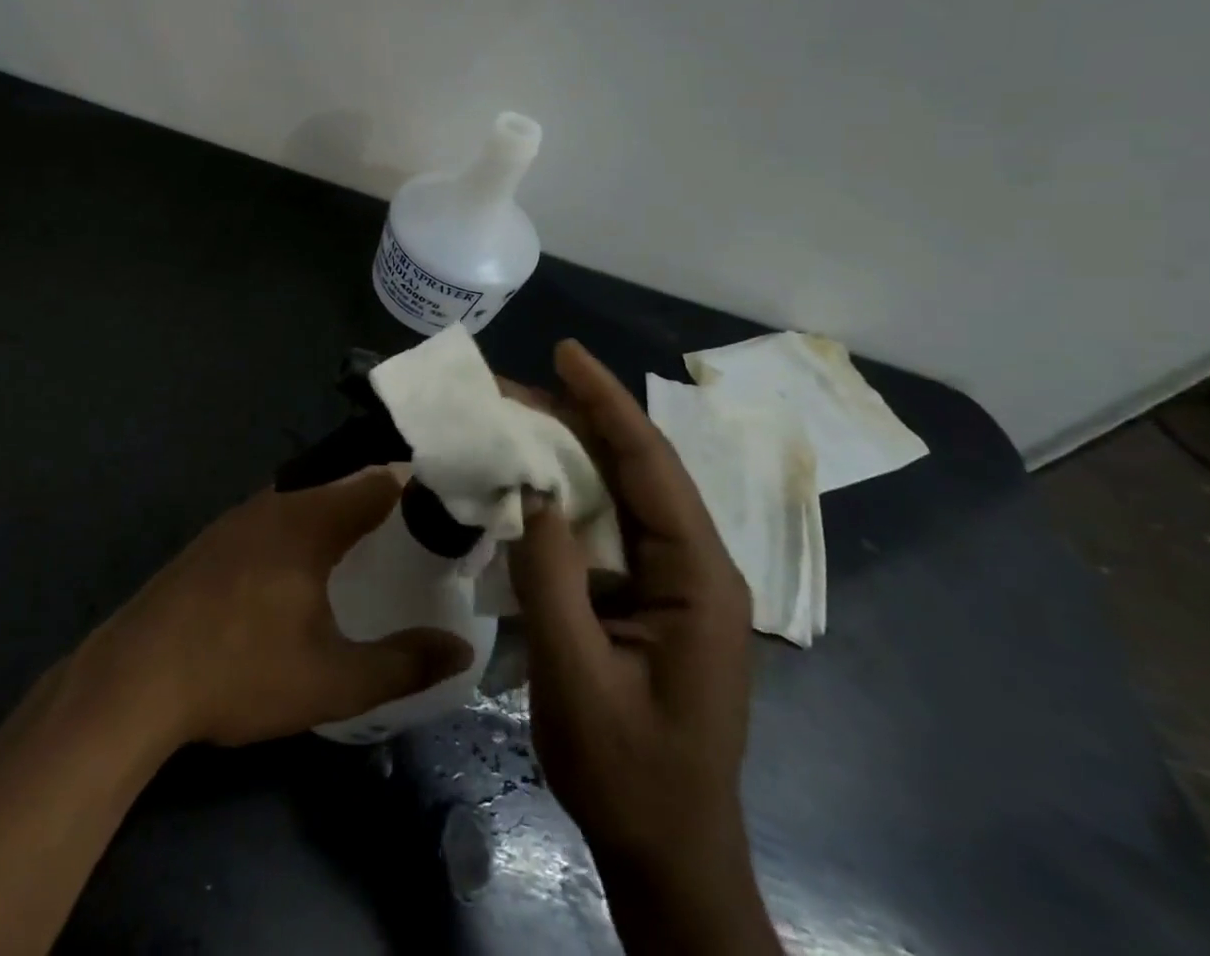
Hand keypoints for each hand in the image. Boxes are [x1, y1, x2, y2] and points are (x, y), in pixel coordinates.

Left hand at [88, 467, 474, 747]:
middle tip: (416, 533)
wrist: (135, 678)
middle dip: (381, 502)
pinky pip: (275, 515)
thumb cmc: (241, 672)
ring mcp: (238, 518)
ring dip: (339, 514)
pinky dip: (305, 526)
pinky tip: (305, 565)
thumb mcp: (331, 681)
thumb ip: (402, 664)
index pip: (378, 482)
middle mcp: (276, 504)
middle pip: (342, 485)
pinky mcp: (214, 539)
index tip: (447, 509)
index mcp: (310, 522)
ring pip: (305, 499)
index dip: (417, 489)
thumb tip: (460, 651)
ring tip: (370, 545)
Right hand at [509, 341, 778, 955]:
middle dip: (576, 418)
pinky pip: (603, 526)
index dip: (605, 402)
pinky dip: (562, 496)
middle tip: (512, 387)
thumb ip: (552, 577)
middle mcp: (692, 563)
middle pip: (633, 467)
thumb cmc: (630, 773)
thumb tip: (529, 490)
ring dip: (565, 452)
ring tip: (512, 419)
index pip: (649, 464)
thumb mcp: (578, 678)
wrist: (667, 855)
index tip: (565, 353)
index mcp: (697, 576)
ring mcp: (670, 579)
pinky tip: (526, 484)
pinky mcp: (644, 594)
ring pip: (616, 491)